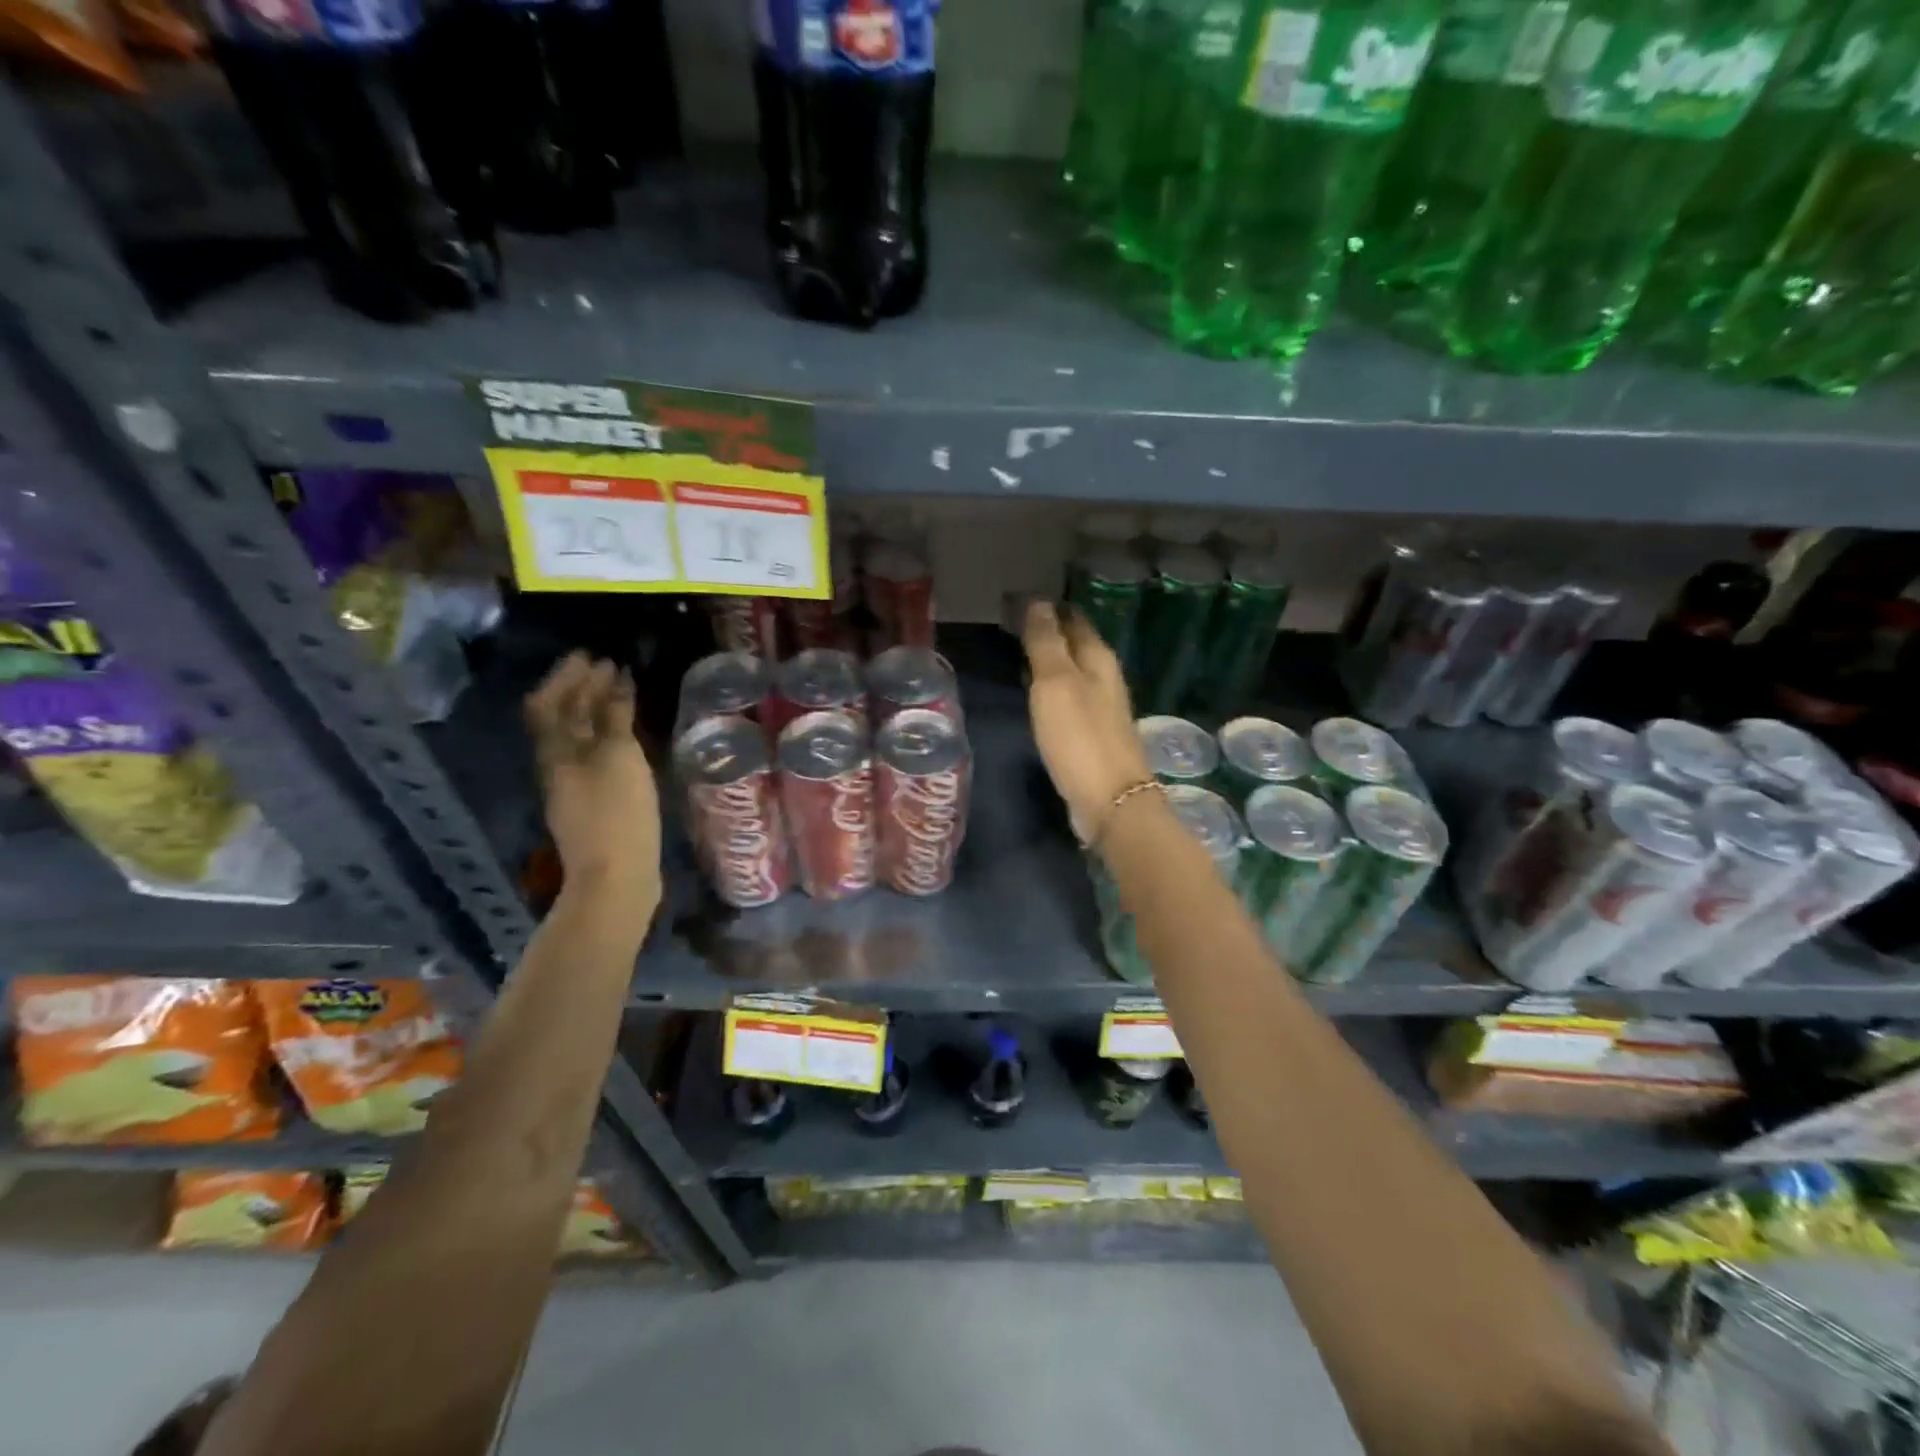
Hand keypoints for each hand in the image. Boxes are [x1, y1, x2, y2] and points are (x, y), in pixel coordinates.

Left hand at [525, 654, 660, 897]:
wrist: (617, 876)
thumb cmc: (618, 812)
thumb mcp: (618, 757)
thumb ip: (614, 717)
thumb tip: (613, 678)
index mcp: (557, 752)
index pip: (549, 703)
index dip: (566, 677)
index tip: (590, 655)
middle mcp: (558, 765)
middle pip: (562, 719)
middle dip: (581, 689)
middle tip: (607, 666)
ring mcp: (575, 787)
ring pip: (578, 738)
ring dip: (595, 711)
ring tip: (619, 695)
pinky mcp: (594, 804)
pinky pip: (594, 756)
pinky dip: (607, 735)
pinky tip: (626, 737)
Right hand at [1021, 600, 1152, 841]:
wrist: (1110, 800)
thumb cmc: (1080, 737)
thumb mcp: (1055, 683)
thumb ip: (1046, 642)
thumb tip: (1038, 601)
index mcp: (1098, 658)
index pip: (1073, 619)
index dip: (1049, 607)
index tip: (1021, 597)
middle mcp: (1104, 678)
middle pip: (1076, 644)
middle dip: (1050, 630)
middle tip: (1014, 620)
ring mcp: (1101, 708)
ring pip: (1073, 672)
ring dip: (1051, 660)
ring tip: (1020, 650)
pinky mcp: (1093, 735)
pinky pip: (1069, 698)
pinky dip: (1052, 688)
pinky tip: (1037, 693)